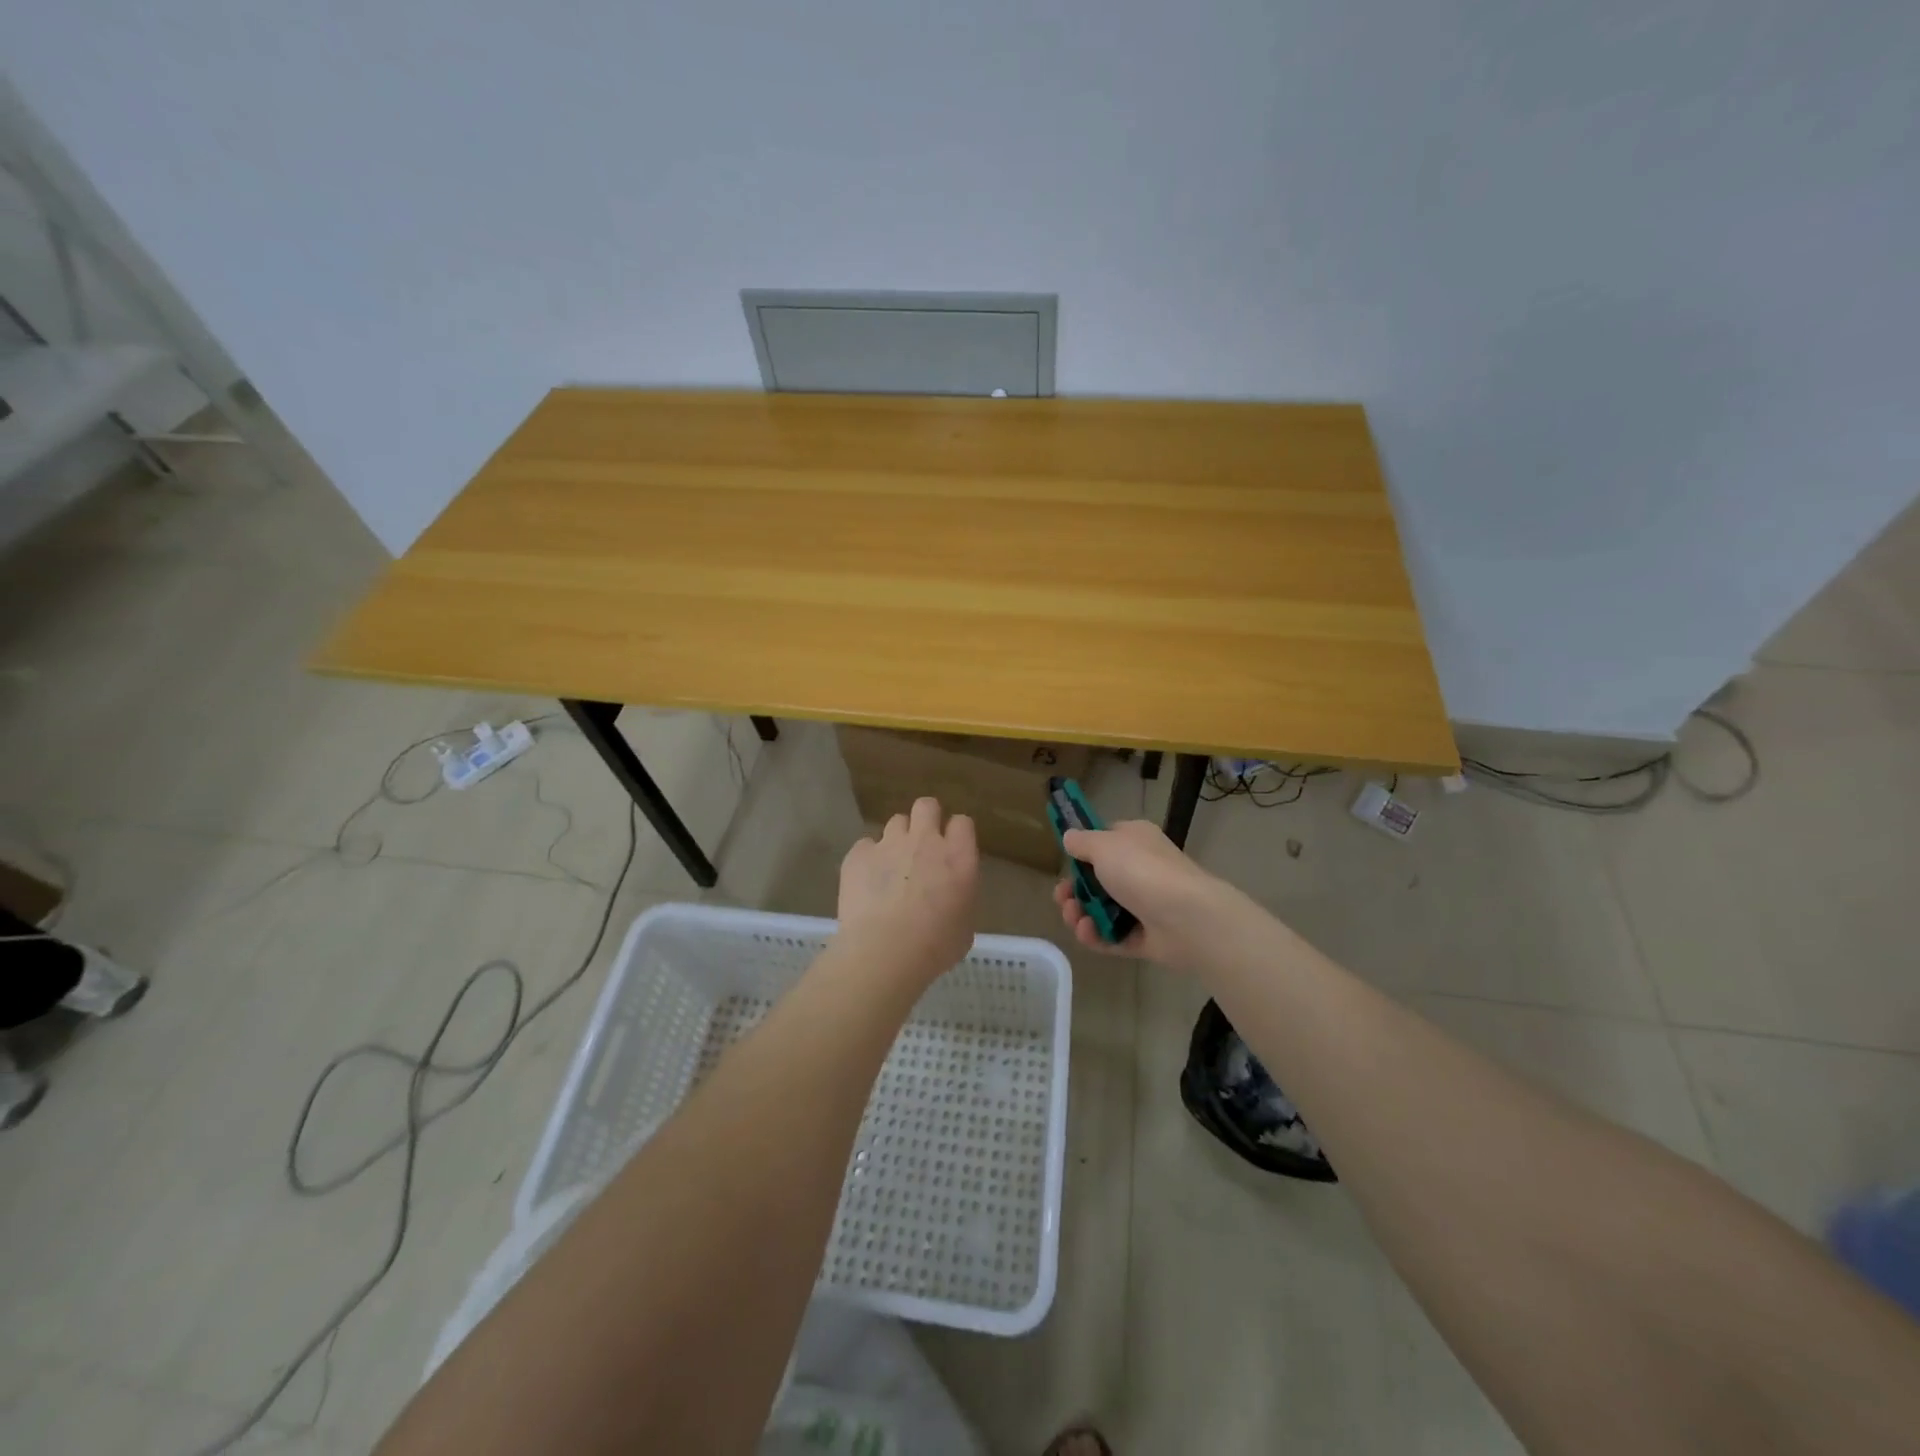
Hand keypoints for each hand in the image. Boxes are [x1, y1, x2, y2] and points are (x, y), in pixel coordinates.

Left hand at [837, 797, 979, 983]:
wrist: (884, 953)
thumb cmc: (934, 947)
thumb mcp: (965, 924)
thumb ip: (960, 895)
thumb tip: (950, 890)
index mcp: (958, 857)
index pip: (962, 823)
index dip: (956, 834)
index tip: (952, 849)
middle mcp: (925, 841)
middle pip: (927, 805)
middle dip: (926, 818)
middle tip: (922, 845)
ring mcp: (889, 843)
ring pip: (896, 822)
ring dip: (897, 839)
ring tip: (892, 866)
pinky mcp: (858, 854)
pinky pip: (865, 846)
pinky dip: (867, 859)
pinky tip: (866, 882)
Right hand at [1052, 819, 1224, 963]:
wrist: (1186, 917)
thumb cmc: (1141, 870)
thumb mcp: (1104, 845)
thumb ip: (1082, 842)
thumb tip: (1069, 837)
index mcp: (1135, 841)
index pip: (1105, 841)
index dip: (1083, 852)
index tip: (1066, 862)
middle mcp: (1141, 870)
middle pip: (1097, 880)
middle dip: (1074, 890)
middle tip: (1062, 898)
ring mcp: (1144, 906)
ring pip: (1102, 910)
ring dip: (1080, 914)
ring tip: (1074, 918)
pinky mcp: (1145, 938)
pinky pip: (1113, 936)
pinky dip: (1096, 936)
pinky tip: (1087, 933)